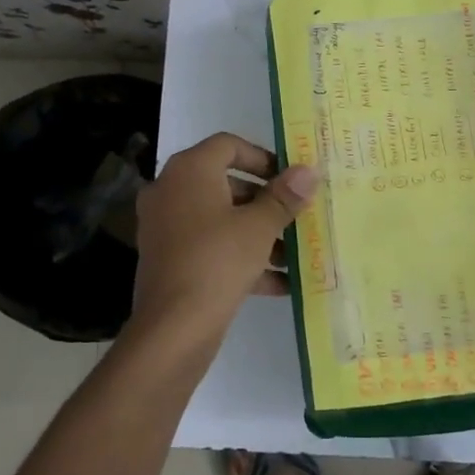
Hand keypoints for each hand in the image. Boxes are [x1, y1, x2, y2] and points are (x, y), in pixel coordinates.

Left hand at [131, 133, 318, 356]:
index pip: (228, 145)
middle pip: (226, 183)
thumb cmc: (217, 261)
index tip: (290, 179)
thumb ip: (284, 197)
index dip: (263, 157)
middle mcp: (171, 191)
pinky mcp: (169, 260)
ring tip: (294, 253)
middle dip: (265, 201)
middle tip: (297, 215)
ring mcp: (166, 227)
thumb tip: (308, 171)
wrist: (172, 329)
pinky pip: (210, 248)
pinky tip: (279, 282)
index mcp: (189, 171)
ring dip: (257, 233)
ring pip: (220, 219)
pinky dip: (241, 258)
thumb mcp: (259, 227)